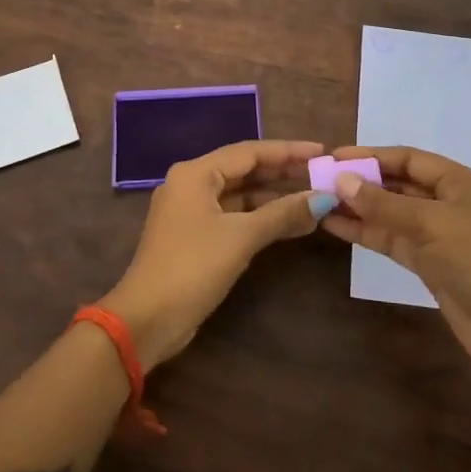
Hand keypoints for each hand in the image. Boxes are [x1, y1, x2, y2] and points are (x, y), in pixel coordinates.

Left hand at [100, 139, 334, 369]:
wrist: (147, 320)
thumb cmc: (192, 267)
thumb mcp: (241, 237)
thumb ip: (283, 214)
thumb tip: (323, 198)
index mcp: (195, 174)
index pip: (249, 151)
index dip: (287, 151)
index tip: (321, 151)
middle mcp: (190, 184)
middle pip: (244, 170)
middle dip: (283, 173)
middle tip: (322, 174)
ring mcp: (191, 211)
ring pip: (241, 195)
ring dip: (275, 198)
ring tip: (314, 200)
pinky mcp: (195, 236)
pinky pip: (234, 215)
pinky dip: (261, 218)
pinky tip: (291, 224)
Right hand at [320, 146, 470, 379]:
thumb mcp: (431, 224)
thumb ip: (384, 203)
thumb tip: (341, 181)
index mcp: (460, 183)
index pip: (409, 159)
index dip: (373, 156)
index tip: (335, 157)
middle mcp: (449, 203)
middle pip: (399, 184)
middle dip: (362, 182)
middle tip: (321, 180)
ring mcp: (438, 236)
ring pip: (392, 214)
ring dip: (359, 208)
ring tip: (320, 202)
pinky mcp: (429, 265)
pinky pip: (392, 240)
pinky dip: (366, 232)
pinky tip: (336, 227)